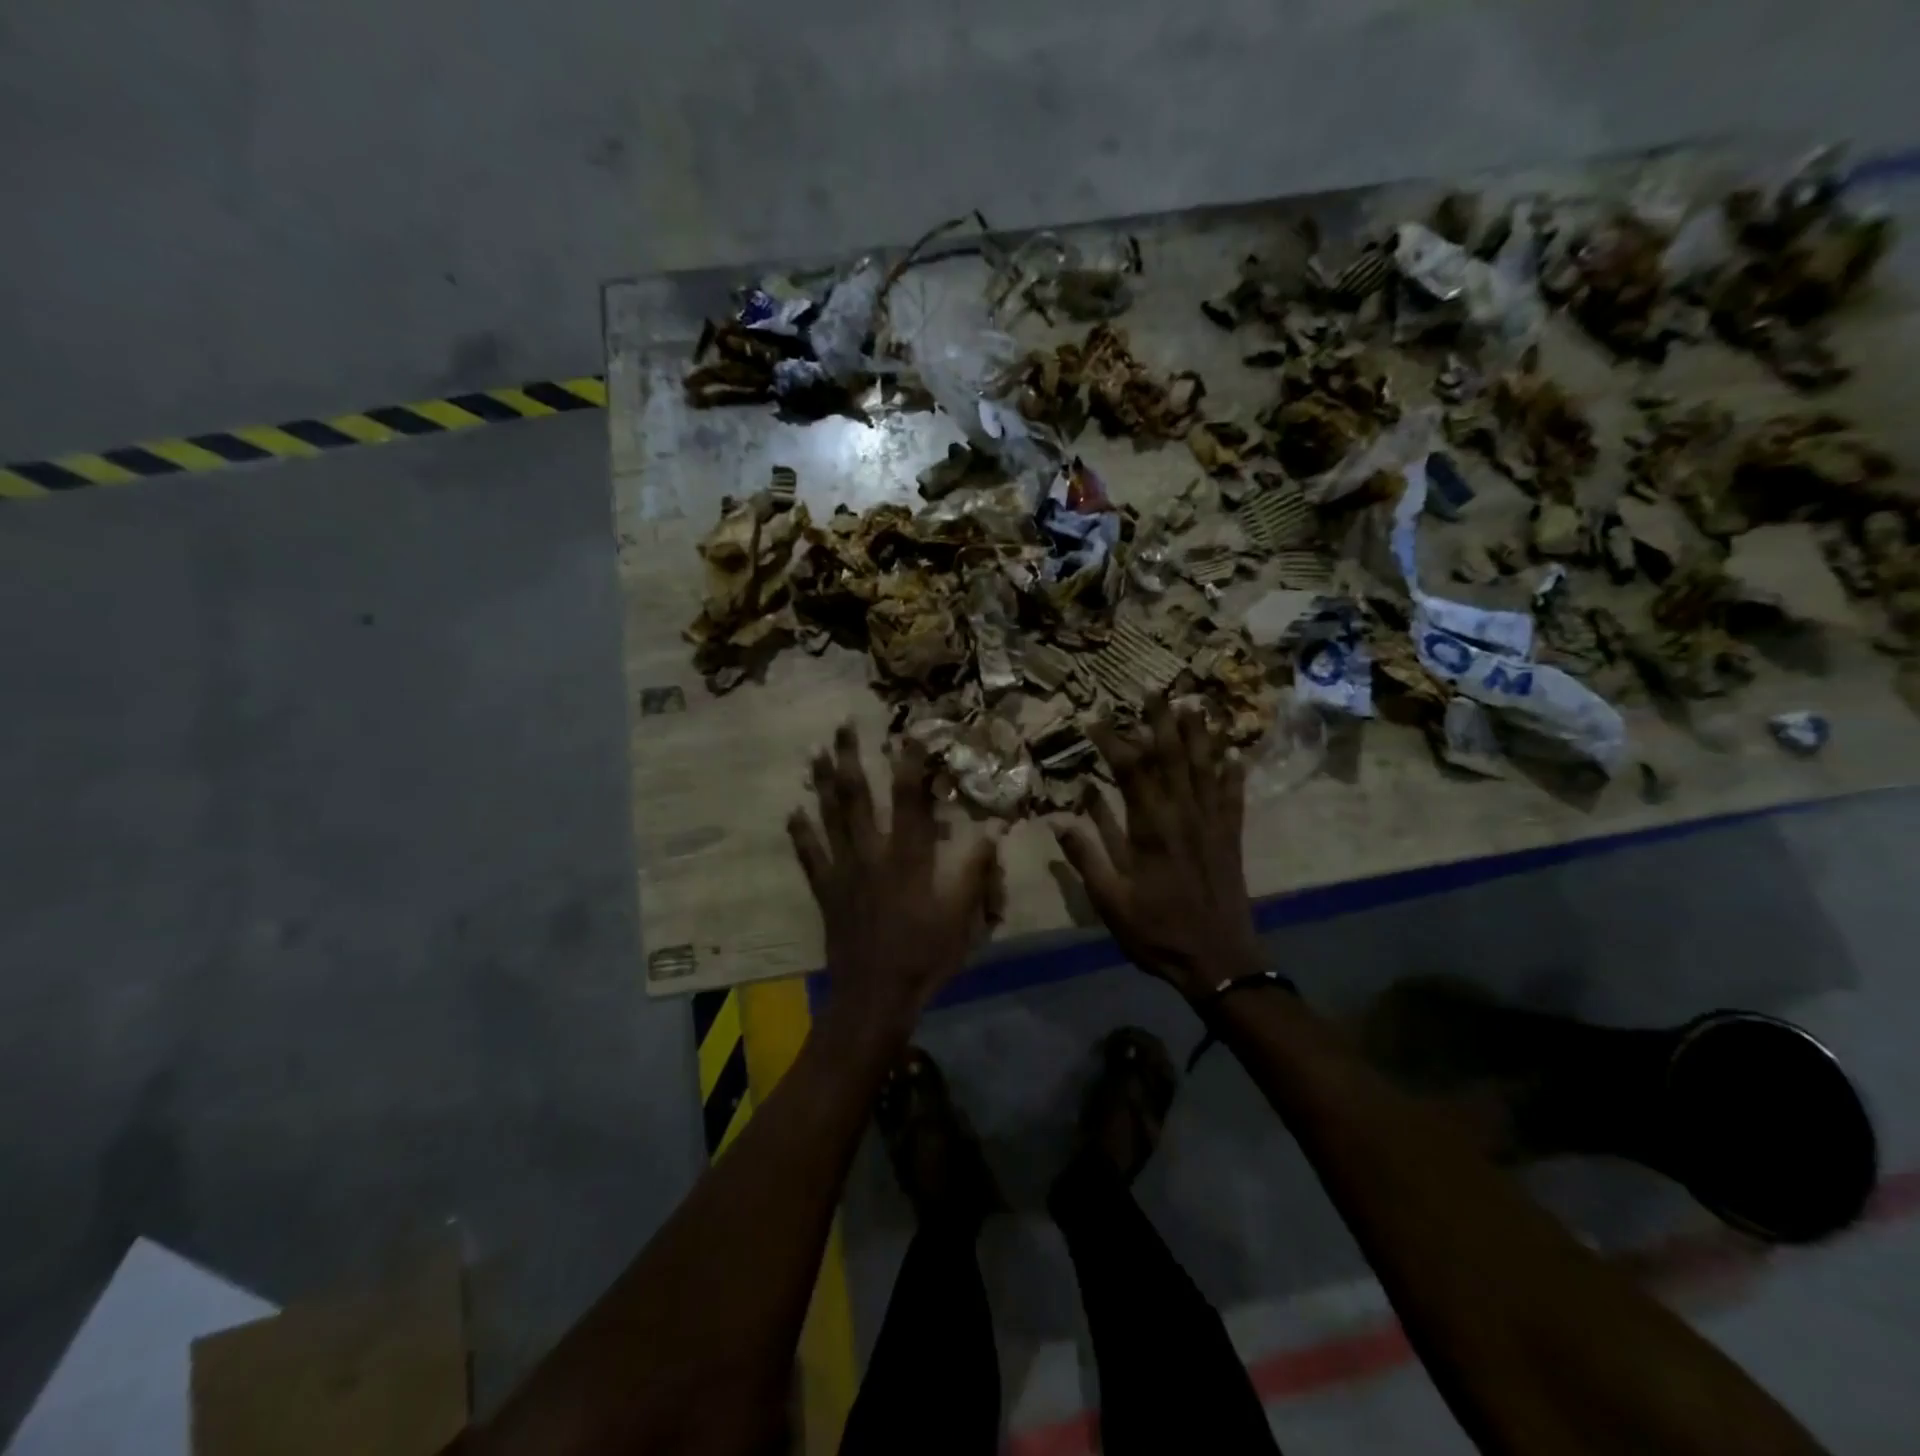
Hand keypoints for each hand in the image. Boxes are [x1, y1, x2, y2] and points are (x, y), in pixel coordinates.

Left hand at [789, 725, 1002, 1039]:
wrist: (875, 996)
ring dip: (822, 783)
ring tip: (814, 751)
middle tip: (842, 724)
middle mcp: (871, 854)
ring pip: (829, 817)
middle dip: (851, 757)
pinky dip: (800, 833)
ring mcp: (844, 871)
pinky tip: (792, 811)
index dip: (910, 763)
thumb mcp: (962, 917)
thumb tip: (991, 831)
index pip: (909, 799)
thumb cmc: (924, 955)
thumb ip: (975, 872)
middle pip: (858, 797)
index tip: (908, 732)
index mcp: (908, 858)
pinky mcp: (827, 891)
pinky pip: (810, 856)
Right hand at [1053, 699, 1261, 999]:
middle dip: (1160, 722)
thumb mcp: (1110, 901)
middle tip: (1152, 690)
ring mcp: (1212, 825)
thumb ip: (1086, 856)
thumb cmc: (1157, 932)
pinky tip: (1233, 752)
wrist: (1219, 962)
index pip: (1130, 771)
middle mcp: (1184, 816)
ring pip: (1205, 769)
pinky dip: (1233, 772)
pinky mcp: (1230, 838)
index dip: (1113, 740)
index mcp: (1150, 829)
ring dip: (1198, 735)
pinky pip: (1232, 796)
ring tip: (1193, 704)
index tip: (1094, 717)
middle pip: (1173, 758)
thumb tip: (1059, 819)